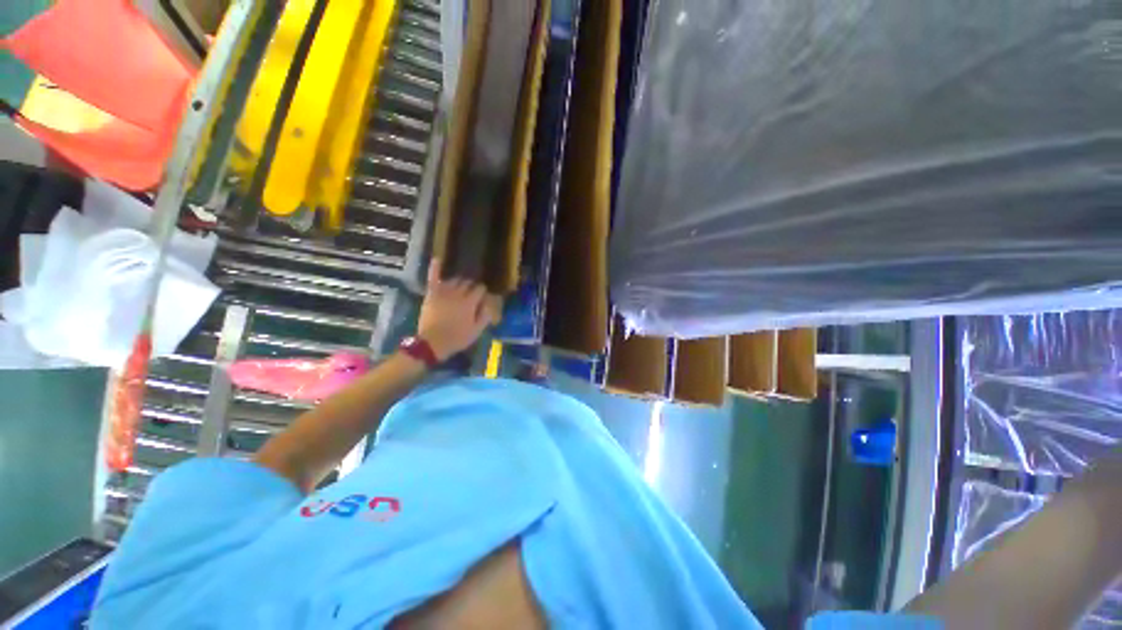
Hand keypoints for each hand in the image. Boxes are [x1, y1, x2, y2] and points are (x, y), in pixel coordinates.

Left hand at [416, 260, 498, 360]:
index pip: (480, 289)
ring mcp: (443, 292)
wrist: (432, 343)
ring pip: (454, 280)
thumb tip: (490, 304)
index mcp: (470, 302)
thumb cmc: (457, 338)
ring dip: (459, 281)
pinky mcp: (432, 294)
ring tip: (461, 286)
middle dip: (471, 286)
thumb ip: (485, 316)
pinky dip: (435, 268)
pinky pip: (433, 278)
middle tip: (471, 293)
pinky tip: (438, 259)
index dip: (482, 291)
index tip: (482, 296)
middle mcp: (458, 293)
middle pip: (468, 283)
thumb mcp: (476, 331)